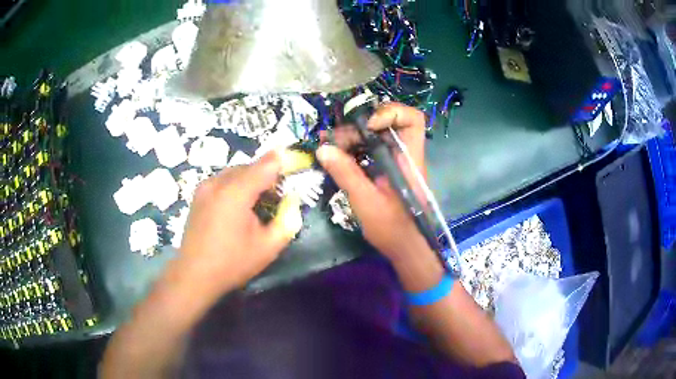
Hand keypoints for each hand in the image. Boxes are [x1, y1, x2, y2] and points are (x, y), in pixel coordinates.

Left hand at [179, 151, 301, 291]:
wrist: (194, 274)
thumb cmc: (232, 263)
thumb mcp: (267, 247)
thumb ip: (286, 220)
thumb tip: (293, 201)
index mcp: (235, 193)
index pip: (265, 165)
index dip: (283, 161)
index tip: (297, 161)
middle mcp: (218, 183)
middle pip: (249, 167)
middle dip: (267, 174)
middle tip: (279, 194)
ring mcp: (205, 187)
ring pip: (235, 172)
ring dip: (251, 180)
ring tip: (259, 201)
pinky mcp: (198, 194)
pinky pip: (223, 180)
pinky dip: (237, 185)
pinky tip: (239, 205)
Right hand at [317, 103, 428, 262]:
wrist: (406, 249)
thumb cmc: (393, 229)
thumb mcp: (366, 201)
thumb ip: (346, 173)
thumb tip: (323, 149)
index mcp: (409, 159)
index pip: (412, 119)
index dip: (390, 113)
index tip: (367, 126)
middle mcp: (405, 155)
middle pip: (386, 124)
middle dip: (358, 128)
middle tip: (334, 141)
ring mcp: (396, 163)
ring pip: (375, 137)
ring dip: (352, 139)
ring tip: (329, 147)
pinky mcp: (387, 171)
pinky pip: (370, 151)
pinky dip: (353, 150)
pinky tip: (336, 157)